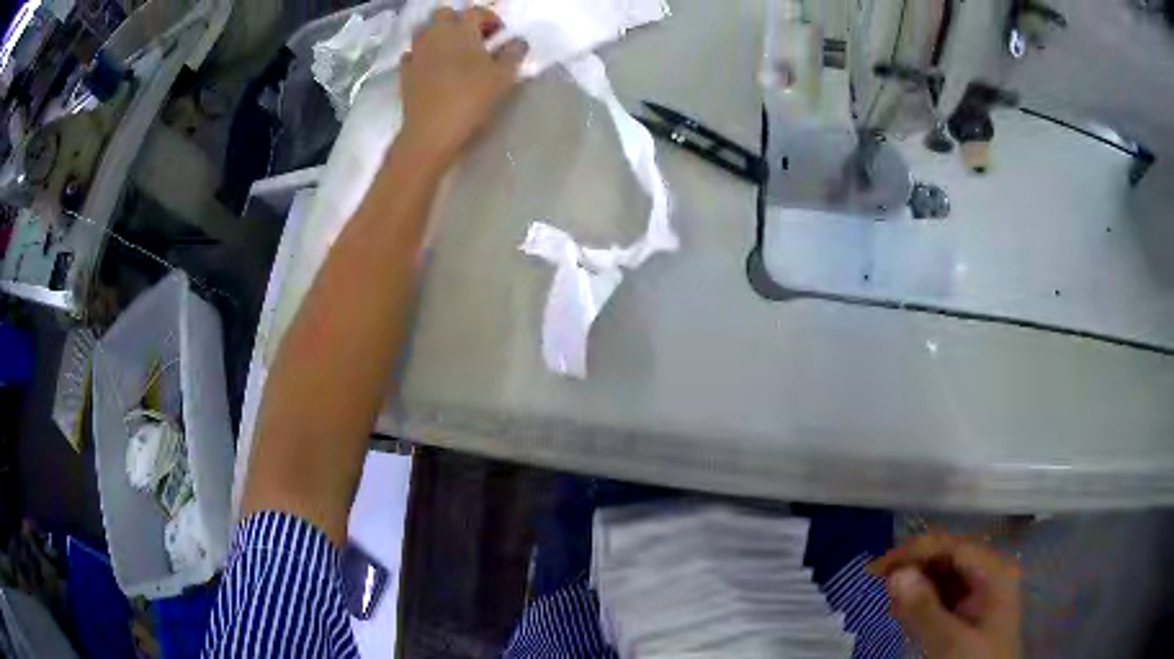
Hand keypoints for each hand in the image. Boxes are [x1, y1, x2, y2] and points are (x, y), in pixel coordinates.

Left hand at [398, 7, 527, 171]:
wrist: (432, 132)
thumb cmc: (471, 99)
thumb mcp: (504, 77)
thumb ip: (514, 53)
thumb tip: (518, 41)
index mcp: (462, 30)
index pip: (477, 11)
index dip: (490, 19)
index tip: (500, 36)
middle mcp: (436, 34)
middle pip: (444, 14)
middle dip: (458, 21)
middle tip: (472, 39)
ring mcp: (417, 52)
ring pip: (424, 31)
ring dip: (438, 35)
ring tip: (451, 52)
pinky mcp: (404, 72)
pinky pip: (413, 54)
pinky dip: (422, 56)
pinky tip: (431, 68)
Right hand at [870, 533, 1022, 658]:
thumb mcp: (951, 642)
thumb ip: (925, 610)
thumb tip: (895, 574)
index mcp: (995, 573)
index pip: (954, 547)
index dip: (917, 552)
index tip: (879, 568)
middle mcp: (988, 576)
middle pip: (948, 558)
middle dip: (914, 568)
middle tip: (878, 583)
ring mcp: (979, 596)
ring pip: (942, 578)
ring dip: (914, 585)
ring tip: (887, 599)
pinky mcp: (967, 615)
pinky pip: (941, 598)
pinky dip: (920, 602)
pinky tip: (902, 611)